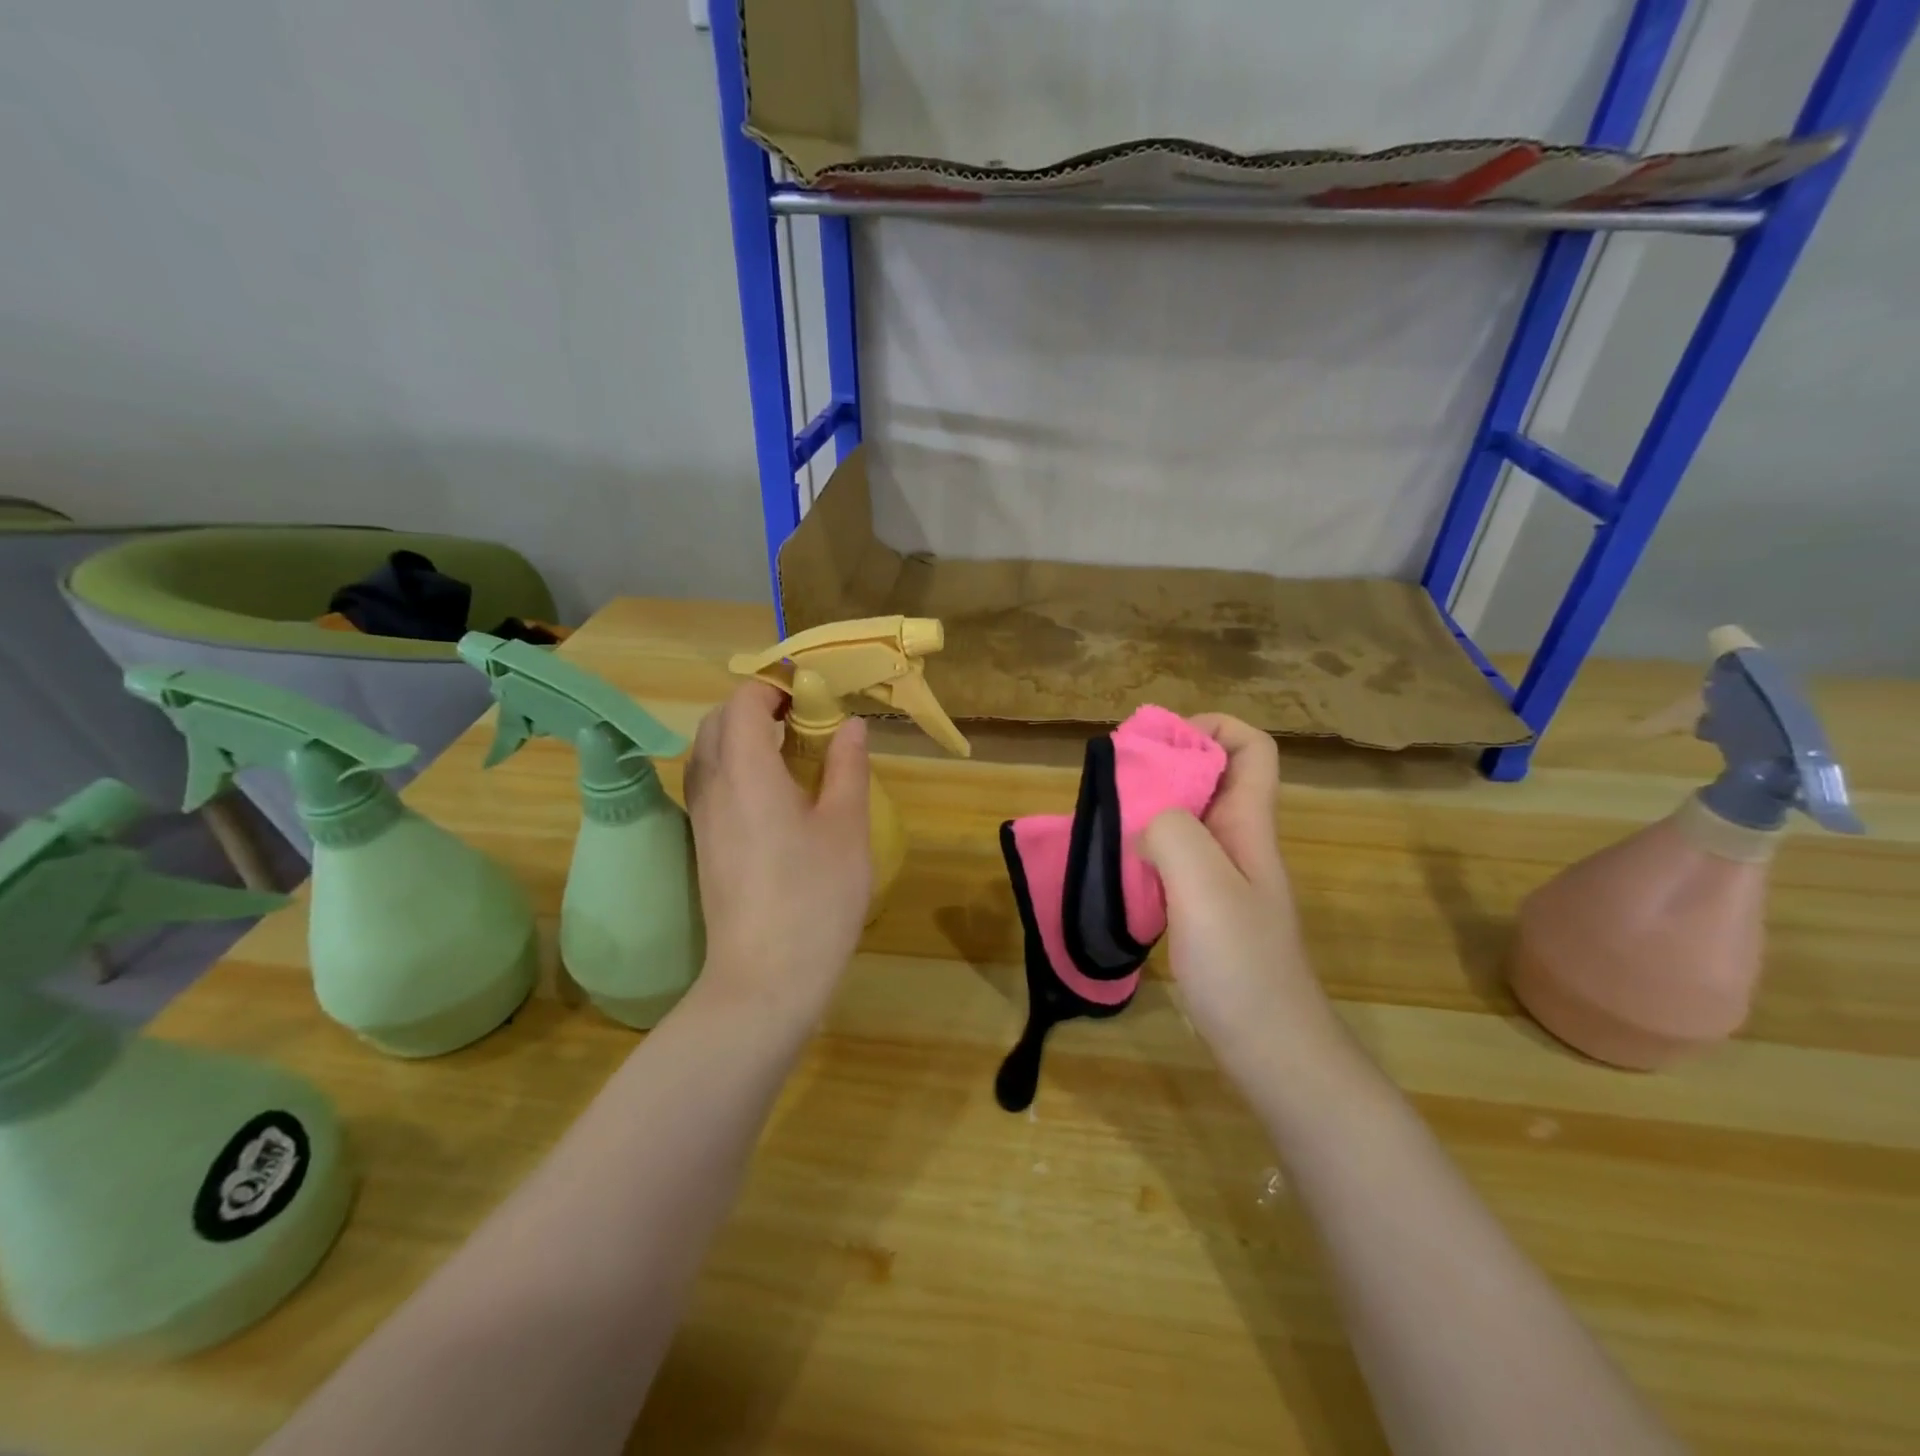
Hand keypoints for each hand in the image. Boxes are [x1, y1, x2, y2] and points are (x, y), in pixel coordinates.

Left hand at [682, 683, 871, 1019]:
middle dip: (755, 705)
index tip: (811, 689)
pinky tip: (775, 791)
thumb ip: (847, 767)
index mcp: (745, 772)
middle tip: (804, 716)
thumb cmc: (815, 897)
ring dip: (742, 735)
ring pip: (709, 753)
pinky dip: (737, 765)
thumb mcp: (846, 827)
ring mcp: (702, 819)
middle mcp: (712, 787)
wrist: (765, 979)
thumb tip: (849, 725)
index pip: (743, 703)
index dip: (774, 685)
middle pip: (717, 722)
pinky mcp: (704, 845)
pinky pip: (711, 783)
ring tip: (791, 748)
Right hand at [1141, 715, 1346, 1082]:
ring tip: (1107, 818)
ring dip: (1150, 808)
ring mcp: (1223, 879)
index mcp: (1249, 825)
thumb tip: (1145, 822)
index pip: (1251, 748)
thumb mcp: (1206, 888)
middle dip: (1165, 765)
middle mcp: (1239, 842)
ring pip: (1188, 818)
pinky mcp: (1204, 910)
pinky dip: (1145, 849)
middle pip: (1212, 777)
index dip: (1210, 729)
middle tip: (1115, 783)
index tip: (1156, 745)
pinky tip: (1116, 867)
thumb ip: (1173, 834)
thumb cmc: (1243, 966)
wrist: (1272, 1051)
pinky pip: (1173, 858)